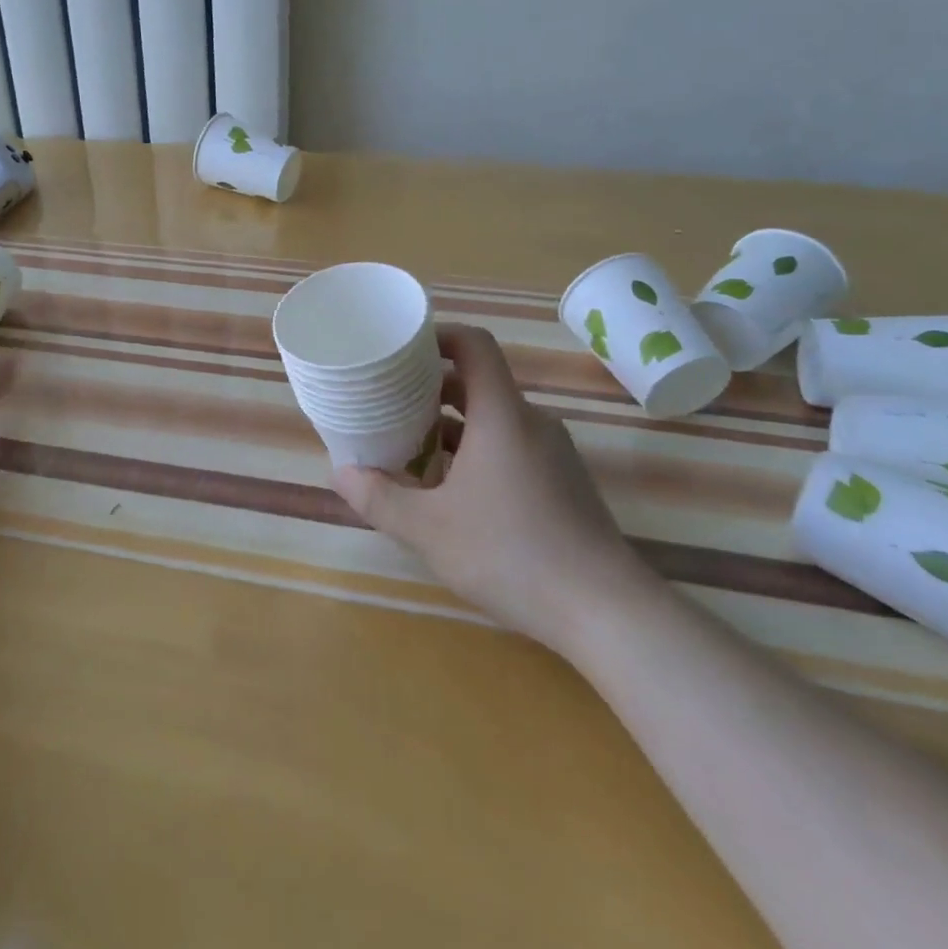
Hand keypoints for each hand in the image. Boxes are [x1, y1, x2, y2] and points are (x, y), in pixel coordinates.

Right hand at [328, 324, 658, 654]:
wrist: (606, 612)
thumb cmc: (511, 554)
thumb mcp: (429, 530)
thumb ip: (379, 498)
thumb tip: (340, 474)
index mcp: (502, 415)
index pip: (474, 345)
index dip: (437, 336)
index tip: (401, 350)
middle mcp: (531, 423)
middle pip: (478, 383)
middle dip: (430, 389)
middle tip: (388, 404)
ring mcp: (552, 454)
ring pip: (493, 420)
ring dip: (451, 426)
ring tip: (410, 449)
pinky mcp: (562, 484)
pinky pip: (511, 447)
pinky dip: (476, 452)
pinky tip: (452, 492)